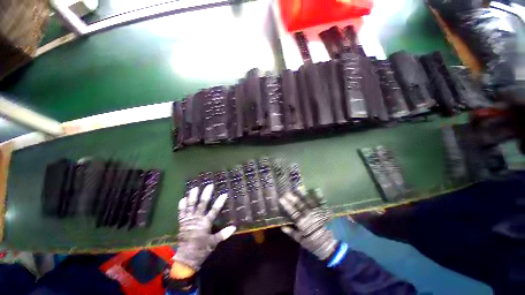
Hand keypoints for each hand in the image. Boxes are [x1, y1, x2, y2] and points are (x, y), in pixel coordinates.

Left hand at [173, 184, 236, 270]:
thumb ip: (223, 234)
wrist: (185, 259)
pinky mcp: (182, 223)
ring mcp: (188, 220)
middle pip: (202, 205)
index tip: (224, 193)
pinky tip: (183, 198)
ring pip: (190, 206)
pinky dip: (182, 206)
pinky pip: (181, 213)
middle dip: (206, 195)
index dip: (219, 202)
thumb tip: (234, 227)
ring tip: (195, 188)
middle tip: (209, 185)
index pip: (214, 211)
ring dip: (192, 196)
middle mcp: (197, 220)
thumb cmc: (201, 250)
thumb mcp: (214, 242)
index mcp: (205, 224)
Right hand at [279, 189, 337, 259]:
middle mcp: (309, 217)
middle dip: (293, 198)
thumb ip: (292, 233)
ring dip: (303, 194)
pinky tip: (316, 190)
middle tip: (287, 191)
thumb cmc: (314, 244)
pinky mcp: (324, 213)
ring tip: (298, 187)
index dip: (287, 205)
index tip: (281, 198)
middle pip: (299, 205)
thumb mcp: (301, 241)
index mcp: (302, 224)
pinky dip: (319, 197)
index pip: (292, 212)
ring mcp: (317, 214)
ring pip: (309, 202)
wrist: (331, 247)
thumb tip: (282, 227)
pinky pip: (321, 204)